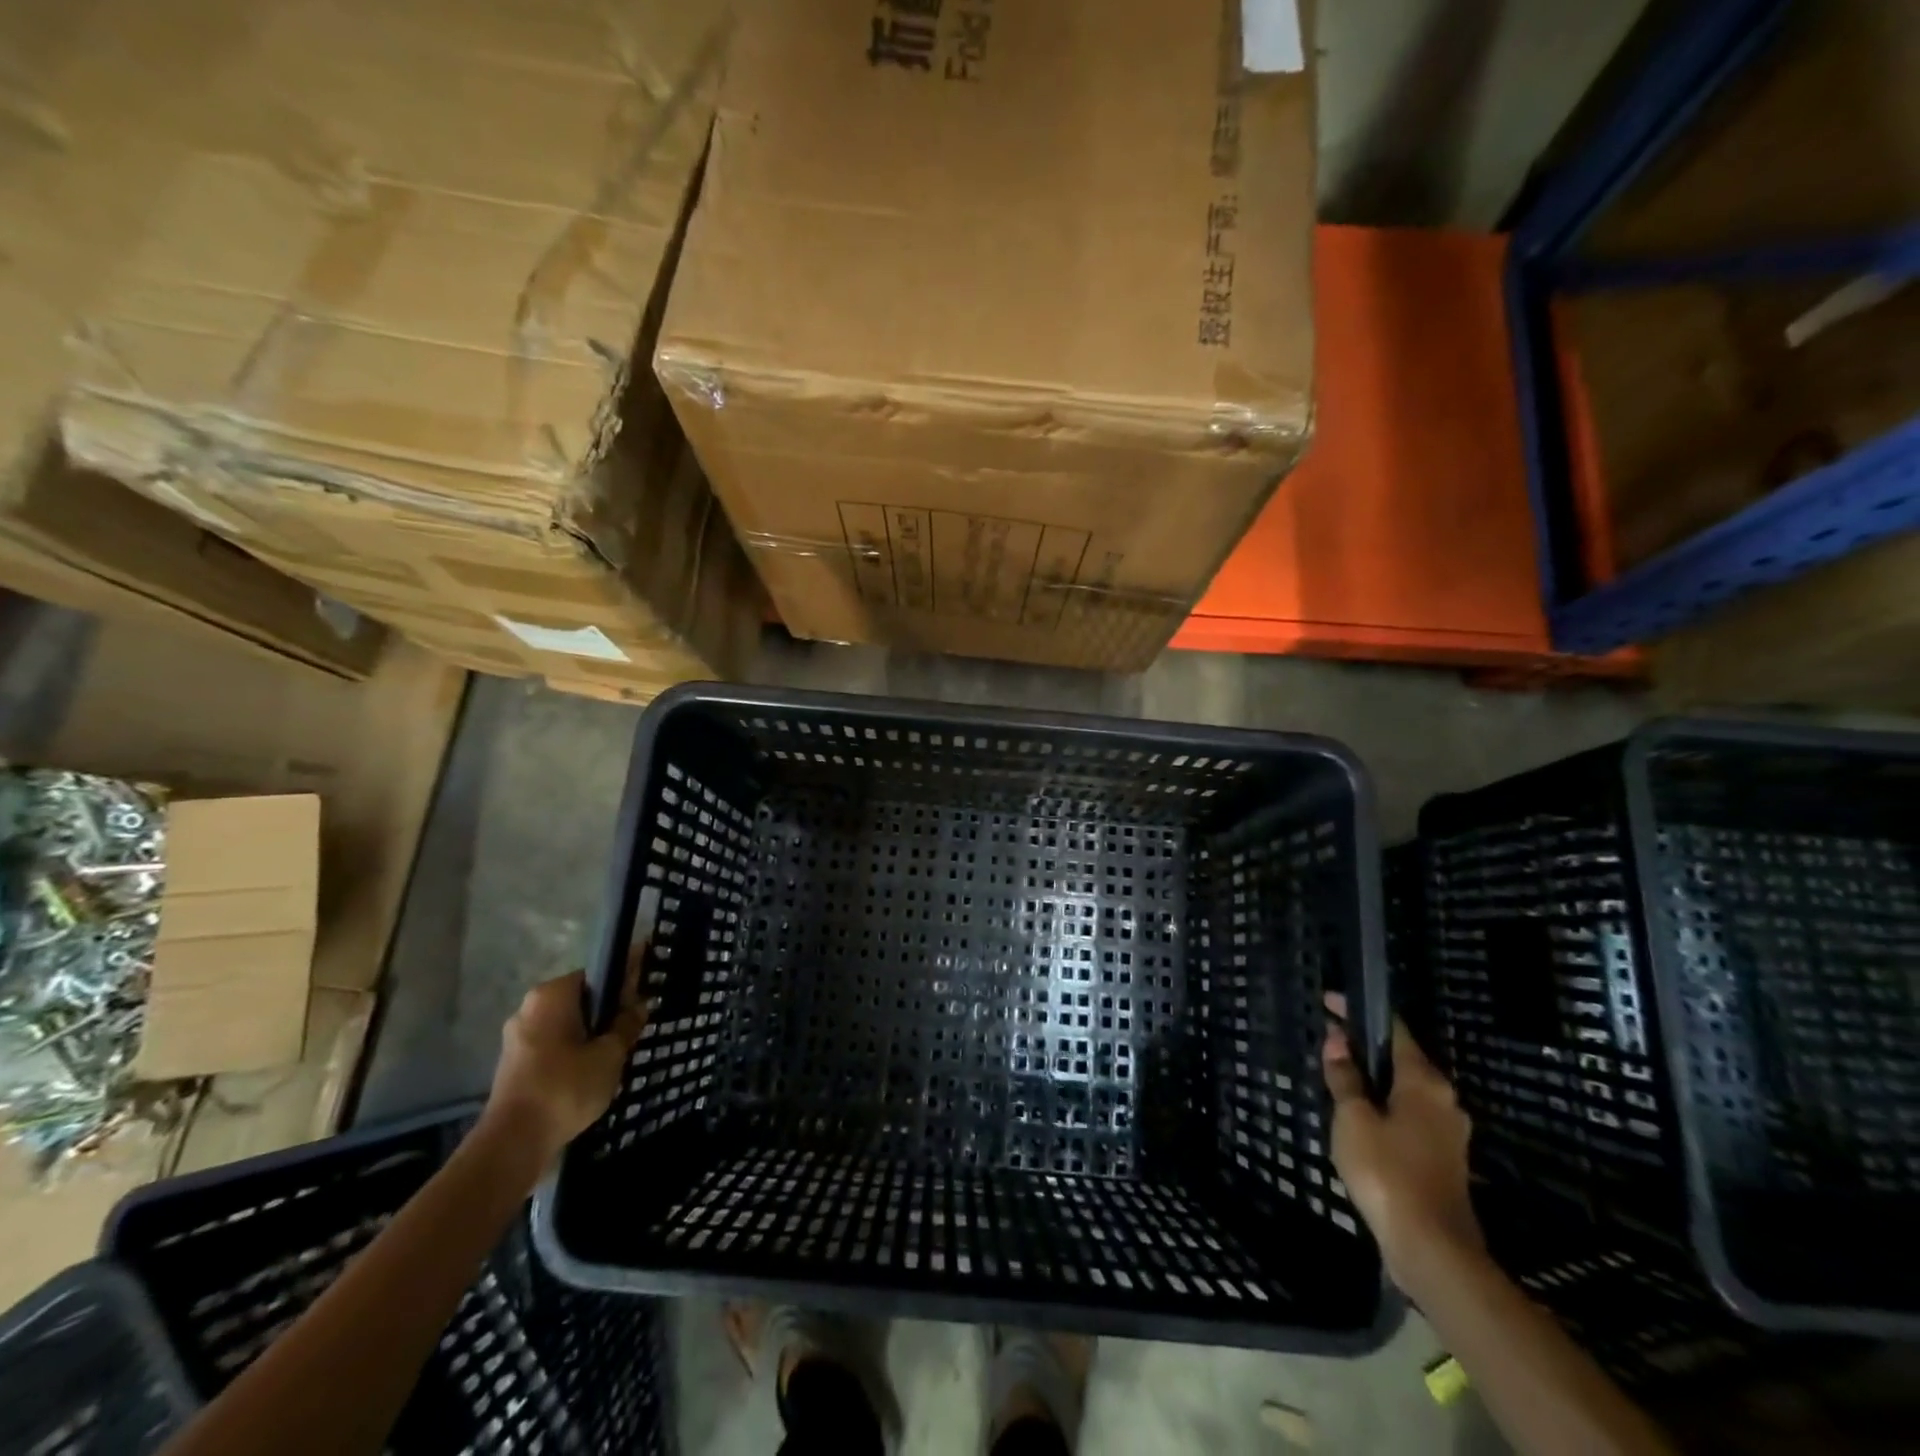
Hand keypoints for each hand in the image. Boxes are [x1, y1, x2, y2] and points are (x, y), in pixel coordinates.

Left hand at [485, 963, 649, 1161]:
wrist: (513, 1144)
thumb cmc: (565, 1088)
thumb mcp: (610, 1054)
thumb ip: (627, 1024)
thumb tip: (639, 1005)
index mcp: (551, 995)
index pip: (597, 975)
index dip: (624, 984)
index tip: (644, 997)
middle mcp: (529, 1008)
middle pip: (581, 1000)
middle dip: (607, 1013)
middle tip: (632, 1032)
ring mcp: (517, 1037)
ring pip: (567, 1025)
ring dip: (590, 1035)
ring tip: (615, 1056)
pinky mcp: (513, 1064)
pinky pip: (553, 1045)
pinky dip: (572, 1053)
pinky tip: (591, 1074)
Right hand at [1322, 991, 1480, 1287]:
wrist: (1432, 1249)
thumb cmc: (1387, 1172)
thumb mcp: (1353, 1118)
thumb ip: (1344, 1078)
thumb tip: (1337, 1041)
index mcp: (1425, 1081)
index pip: (1392, 1028)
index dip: (1359, 1012)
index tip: (1328, 1002)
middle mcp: (1444, 1100)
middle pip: (1402, 1058)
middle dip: (1365, 1047)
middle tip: (1328, 1042)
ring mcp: (1448, 1132)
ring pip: (1405, 1090)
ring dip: (1374, 1079)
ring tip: (1337, 1077)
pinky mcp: (1444, 1158)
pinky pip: (1409, 1116)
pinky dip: (1384, 1106)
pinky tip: (1359, 1118)